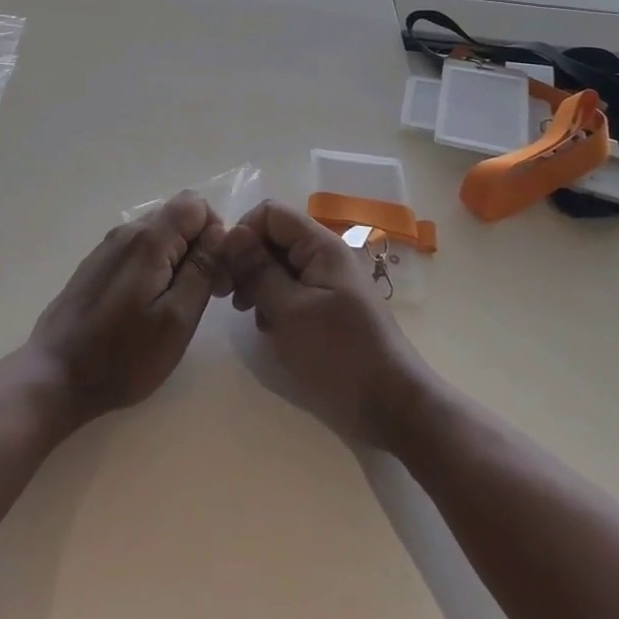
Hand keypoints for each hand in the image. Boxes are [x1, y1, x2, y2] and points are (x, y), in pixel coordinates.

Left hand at [27, 191, 226, 425]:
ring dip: (177, 259)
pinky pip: (137, 251)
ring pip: (158, 234)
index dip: (216, 233)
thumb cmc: (123, 354)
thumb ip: (202, 269)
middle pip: (177, 216)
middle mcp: (127, 232)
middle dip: (200, 246)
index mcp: (149, 239)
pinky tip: (147, 308)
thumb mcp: (177, 318)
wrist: (56, 375)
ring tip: (176, 307)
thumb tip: (220, 232)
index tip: (217, 275)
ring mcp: (108, 248)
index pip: (196, 204)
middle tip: (203, 295)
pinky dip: (154, 268)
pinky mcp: (96, 266)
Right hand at [220, 201, 432, 447]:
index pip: (270, 213)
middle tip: (230, 297)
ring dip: (258, 284)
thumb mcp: (289, 310)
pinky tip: (269, 328)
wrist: (392, 406)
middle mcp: (324, 255)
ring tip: (248, 315)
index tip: (227, 268)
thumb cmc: (339, 353)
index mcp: (320, 245)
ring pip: (279, 265)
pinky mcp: (327, 307)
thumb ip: (257, 269)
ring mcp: (327, 281)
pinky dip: (274, 303)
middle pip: (273, 237)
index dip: (243, 233)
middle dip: (247, 261)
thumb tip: (231, 233)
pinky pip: (291, 289)